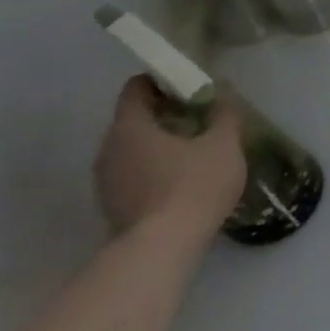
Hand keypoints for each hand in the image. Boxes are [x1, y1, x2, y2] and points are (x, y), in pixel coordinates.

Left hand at [94, 76, 246, 245]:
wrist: (162, 249)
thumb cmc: (193, 186)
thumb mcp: (224, 144)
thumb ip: (224, 116)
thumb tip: (222, 97)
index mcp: (130, 126)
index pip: (136, 88)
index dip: (162, 81)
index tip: (189, 87)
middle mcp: (108, 149)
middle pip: (133, 119)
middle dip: (164, 114)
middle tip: (199, 118)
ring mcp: (105, 181)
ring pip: (132, 149)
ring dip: (158, 144)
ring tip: (194, 151)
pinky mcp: (111, 206)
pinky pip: (132, 174)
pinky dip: (153, 169)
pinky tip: (182, 181)